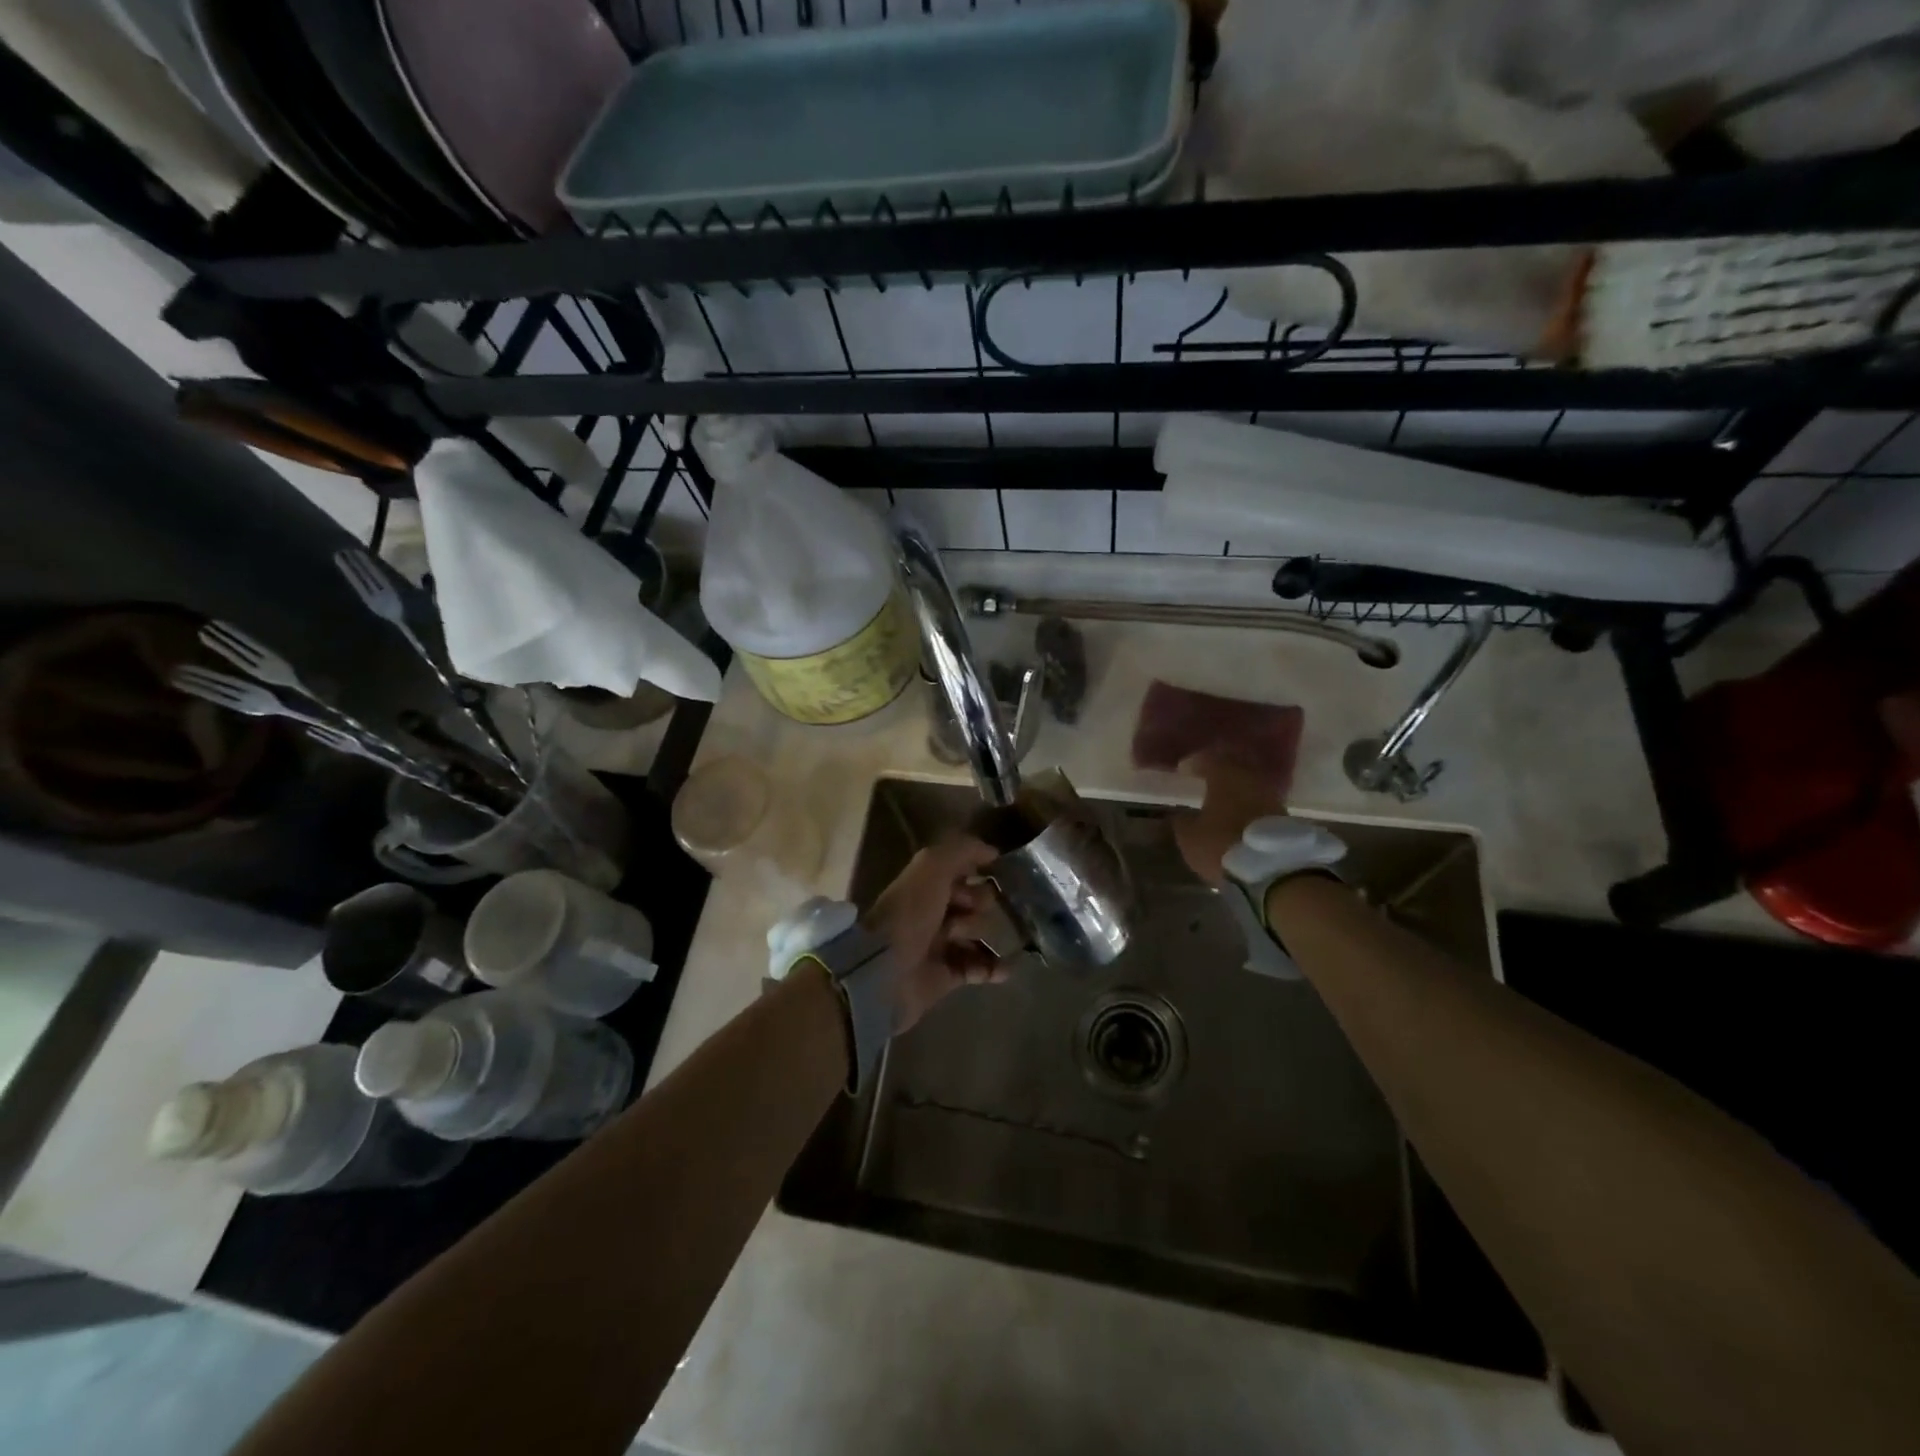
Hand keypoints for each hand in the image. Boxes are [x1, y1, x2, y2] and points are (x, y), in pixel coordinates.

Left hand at [862, 835, 1007, 1031]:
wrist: (885, 969)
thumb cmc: (910, 913)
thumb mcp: (933, 868)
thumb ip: (962, 851)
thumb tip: (993, 851)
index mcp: (925, 885)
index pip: (958, 871)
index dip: (976, 871)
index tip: (995, 874)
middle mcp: (931, 913)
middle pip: (971, 903)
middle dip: (981, 903)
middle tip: (975, 911)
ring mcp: (938, 945)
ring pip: (976, 935)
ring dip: (990, 935)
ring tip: (991, 939)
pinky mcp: (944, 977)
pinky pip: (977, 969)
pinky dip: (993, 968)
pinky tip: (1004, 968)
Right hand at [1173, 750, 1289, 882]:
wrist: (1272, 870)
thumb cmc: (1222, 844)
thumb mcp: (1189, 837)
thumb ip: (1183, 821)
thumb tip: (1182, 815)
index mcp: (1224, 775)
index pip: (1208, 759)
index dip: (1194, 763)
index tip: (1184, 770)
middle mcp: (1250, 778)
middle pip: (1235, 763)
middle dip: (1221, 767)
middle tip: (1207, 774)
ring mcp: (1271, 795)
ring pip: (1251, 780)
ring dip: (1237, 785)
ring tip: (1224, 795)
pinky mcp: (1285, 814)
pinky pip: (1261, 799)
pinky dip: (1249, 801)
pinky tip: (1240, 811)